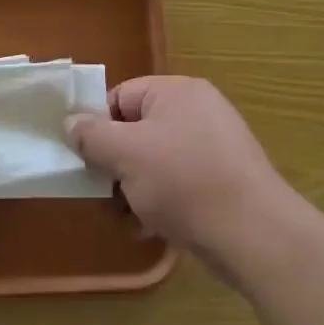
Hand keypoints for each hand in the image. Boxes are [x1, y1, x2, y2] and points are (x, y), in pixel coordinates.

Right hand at [65, 76, 295, 273]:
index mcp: (177, 91)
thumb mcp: (126, 154)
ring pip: (155, 161)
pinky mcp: (223, 179)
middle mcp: (197, 111)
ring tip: (128, 219)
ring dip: (133, 189)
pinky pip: (178, 182)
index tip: (86, 160)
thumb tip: (70, 123)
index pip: (121, 96)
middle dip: (115, 166)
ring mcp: (214, 146)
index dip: (98, 127)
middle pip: (136, 131)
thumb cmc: (184, 181)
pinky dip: (160, 201)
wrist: (253, 233)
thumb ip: (92, 135)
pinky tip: (151, 228)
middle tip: (104, 196)